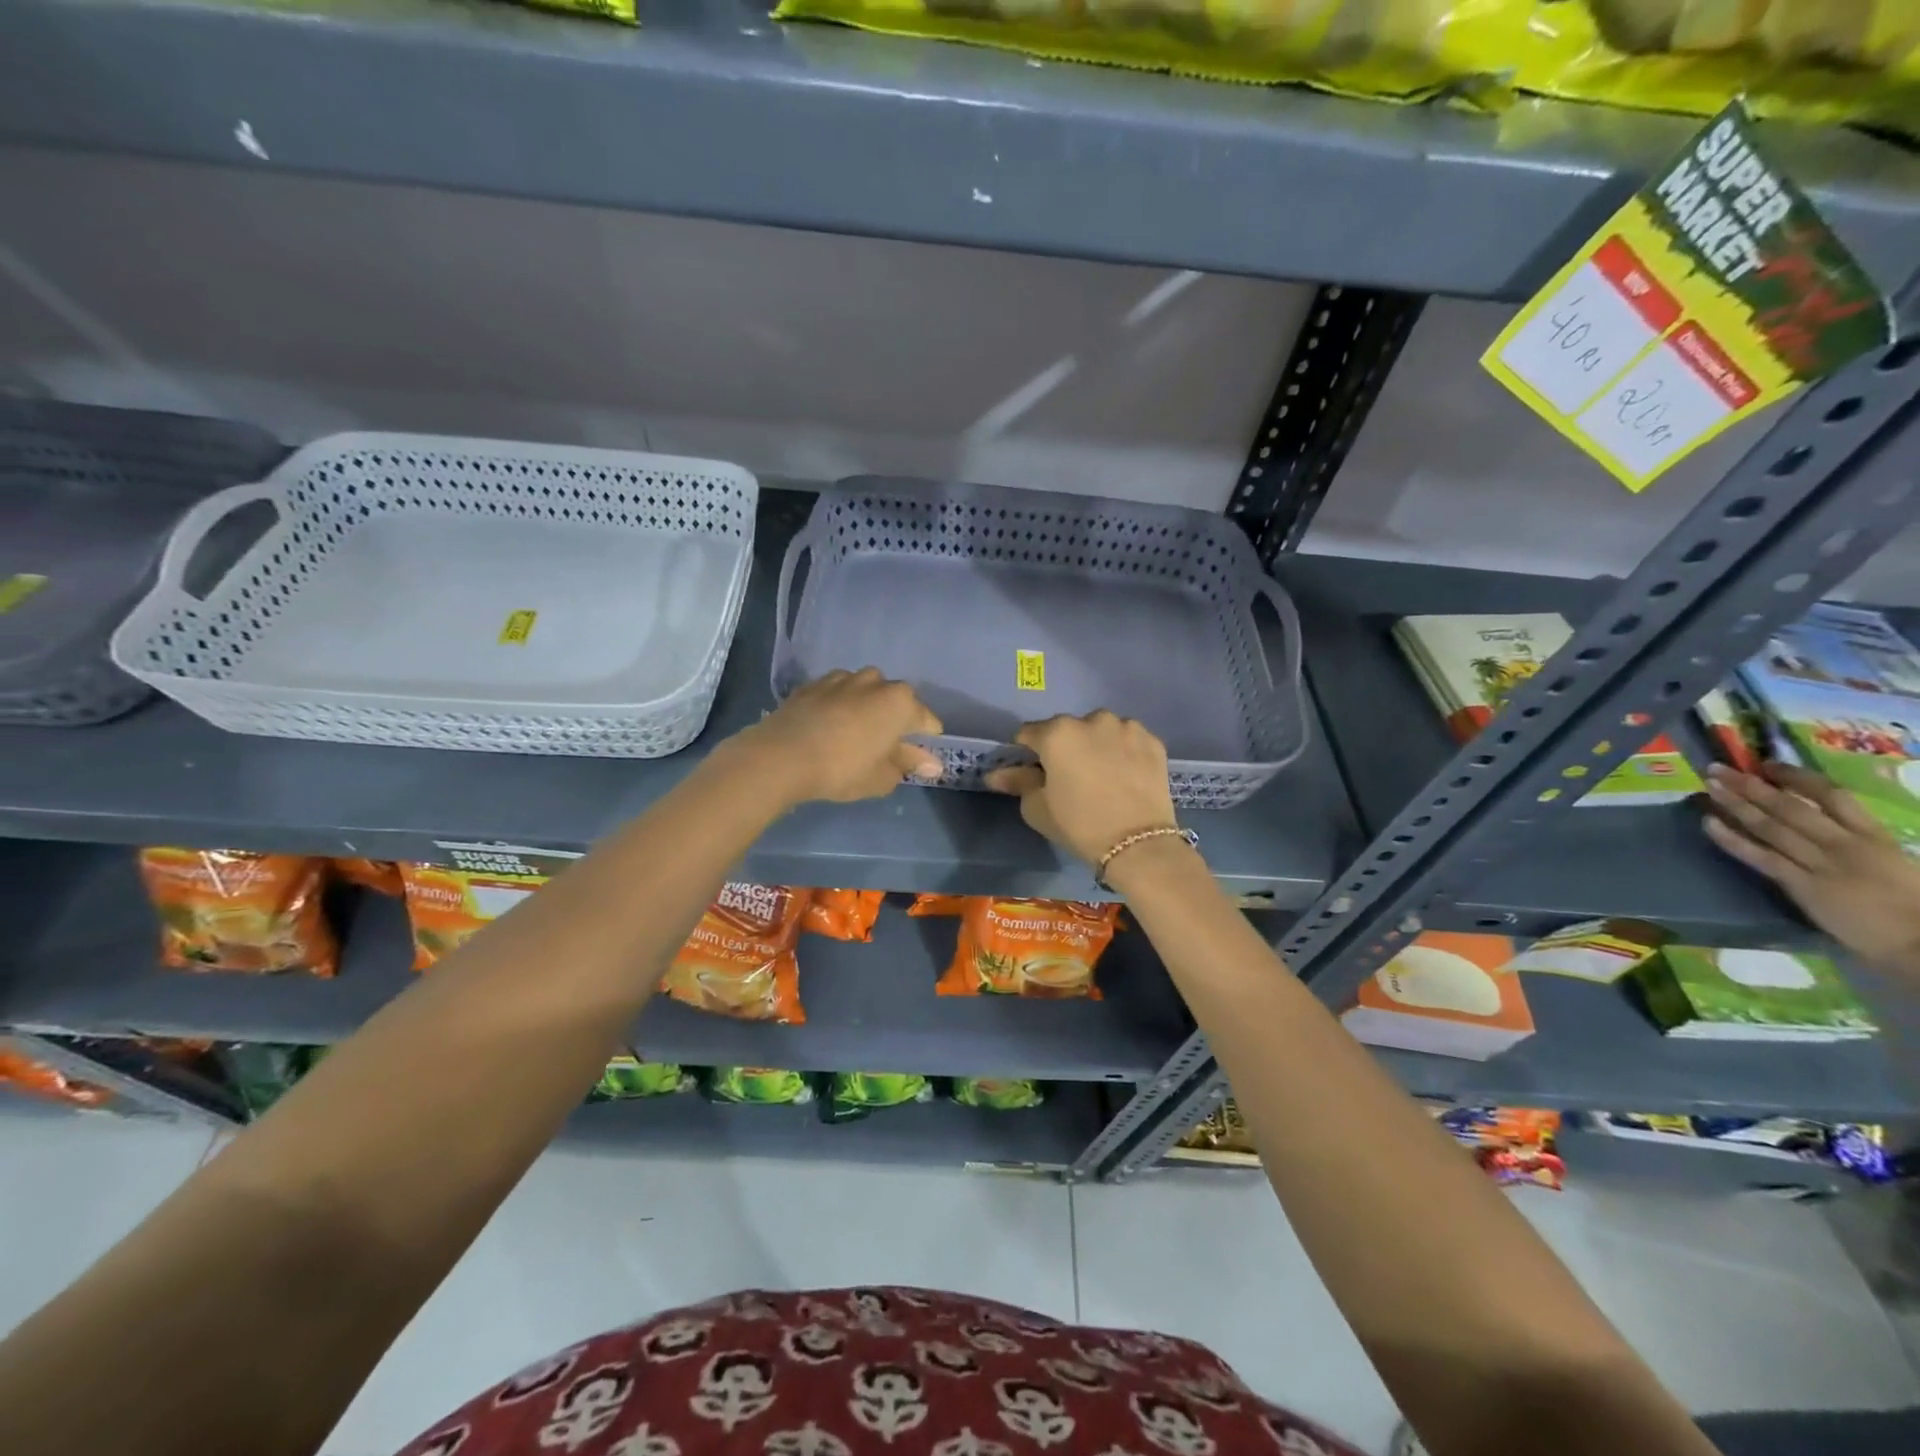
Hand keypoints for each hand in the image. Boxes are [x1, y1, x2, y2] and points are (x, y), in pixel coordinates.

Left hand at [730, 668, 942, 804]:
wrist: (781, 756)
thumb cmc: (843, 769)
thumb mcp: (882, 776)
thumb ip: (909, 764)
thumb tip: (931, 763)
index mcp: (900, 701)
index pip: (927, 721)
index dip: (925, 742)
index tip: (915, 761)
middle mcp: (875, 681)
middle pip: (896, 701)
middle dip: (895, 721)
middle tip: (882, 750)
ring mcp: (841, 678)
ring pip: (865, 692)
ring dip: (865, 709)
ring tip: (853, 736)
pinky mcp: (812, 683)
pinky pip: (837, 693)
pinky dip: (838, 706)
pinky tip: (827, 728)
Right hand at [984, 711, 1178, 868]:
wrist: (1138, 844)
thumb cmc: (1079, 825)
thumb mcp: (1037, 808)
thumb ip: (1017, 782)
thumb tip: (996, 774)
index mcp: (1057, 733)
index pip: (1029, 733)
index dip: (1027, 752)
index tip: (1034, 772)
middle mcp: (1092, 720)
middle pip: (1067, 729)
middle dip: (1064, 747)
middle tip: (1070, 777)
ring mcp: (1126, 727)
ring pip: (1100, 731)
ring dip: (1096, 745)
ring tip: (1102, 776)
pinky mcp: (1152, 740)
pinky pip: (1128, 740)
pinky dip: (1123, 752)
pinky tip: (1125, 776)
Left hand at [1703, 762, 1919, 975]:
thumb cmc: (1912, 901)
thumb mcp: (1894, 859)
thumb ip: (1859, 838)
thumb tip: (1822, 817)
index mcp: (1874, 835)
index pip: (1832, 795)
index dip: (1796, 776)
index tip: (1767, 764)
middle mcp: (1844, 843)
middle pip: (1789, 806)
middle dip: (1750, 785)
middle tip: (1717, 768)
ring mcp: (1820, 864)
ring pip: (1769, 826)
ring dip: (1735, 804)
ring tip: (1709, 786)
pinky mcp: (1801, 885)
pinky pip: (1760, 857)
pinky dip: (1731, 839)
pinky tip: (1708, 823)